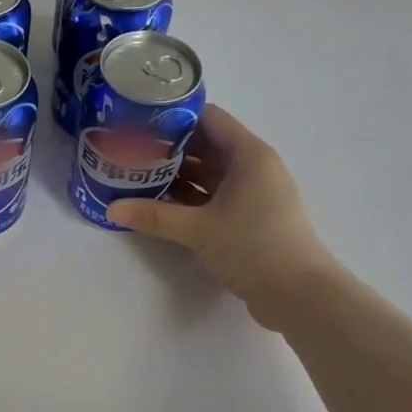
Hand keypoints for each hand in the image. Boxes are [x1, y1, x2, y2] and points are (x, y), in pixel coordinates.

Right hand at [107, 103, 336, 329]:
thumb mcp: (199, 229)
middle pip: (205, 145)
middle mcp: (252, 167)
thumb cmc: (254, 247)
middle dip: (168, 149)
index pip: (208, 118)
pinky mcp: (249, 218)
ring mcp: (252, 194)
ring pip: (208, 174)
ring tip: (136, 177)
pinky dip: (188, 198)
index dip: (174, 116)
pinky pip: (212, 197)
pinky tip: (159, 205)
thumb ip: (155, 216)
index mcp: (248, 154)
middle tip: (129, 151)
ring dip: (176, 176)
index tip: (139, 122)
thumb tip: (112, 208)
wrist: (299, 295)